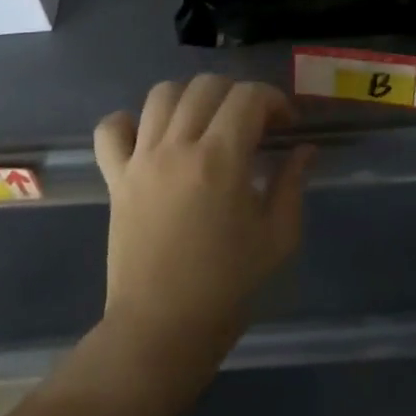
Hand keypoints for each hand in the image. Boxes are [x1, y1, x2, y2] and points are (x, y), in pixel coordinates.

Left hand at [94, 75, 312, 348]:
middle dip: (238, 94)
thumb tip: (305, 149)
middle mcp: (177, 147)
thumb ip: (292, 183)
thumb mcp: (278, 237)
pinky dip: (129, 121)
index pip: (248, 97)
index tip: (286, 125)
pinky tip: (151, 136)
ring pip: (162, 94)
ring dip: (191, 97)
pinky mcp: (115, 178)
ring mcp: (141, 160)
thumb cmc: (227, 287)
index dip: (274, 100)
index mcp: (221, 160)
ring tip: (206, 123)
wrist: (162, 329)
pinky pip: (111, 129)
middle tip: (253, 124)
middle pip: (206, 86)